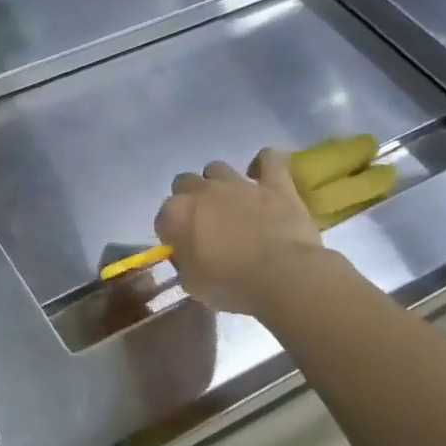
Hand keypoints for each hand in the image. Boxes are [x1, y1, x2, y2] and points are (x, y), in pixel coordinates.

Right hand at [154, 147, 328, 315]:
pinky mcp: (274, 184)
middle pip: (185, 183)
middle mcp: (201, 191)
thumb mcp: (192, 283)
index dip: (172, 232)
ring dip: (219, 181)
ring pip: (217, 168)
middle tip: (204, 221)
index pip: (163, 217)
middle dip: (191, 199)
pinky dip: (266, 163)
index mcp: (175, 215)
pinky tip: (264, 172)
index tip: (183, 247)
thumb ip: (184, 263)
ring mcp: (238, 184)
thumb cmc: (230, 285)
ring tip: (230, 200)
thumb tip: (187, 256)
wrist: (282, 277)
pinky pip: (270, 160)